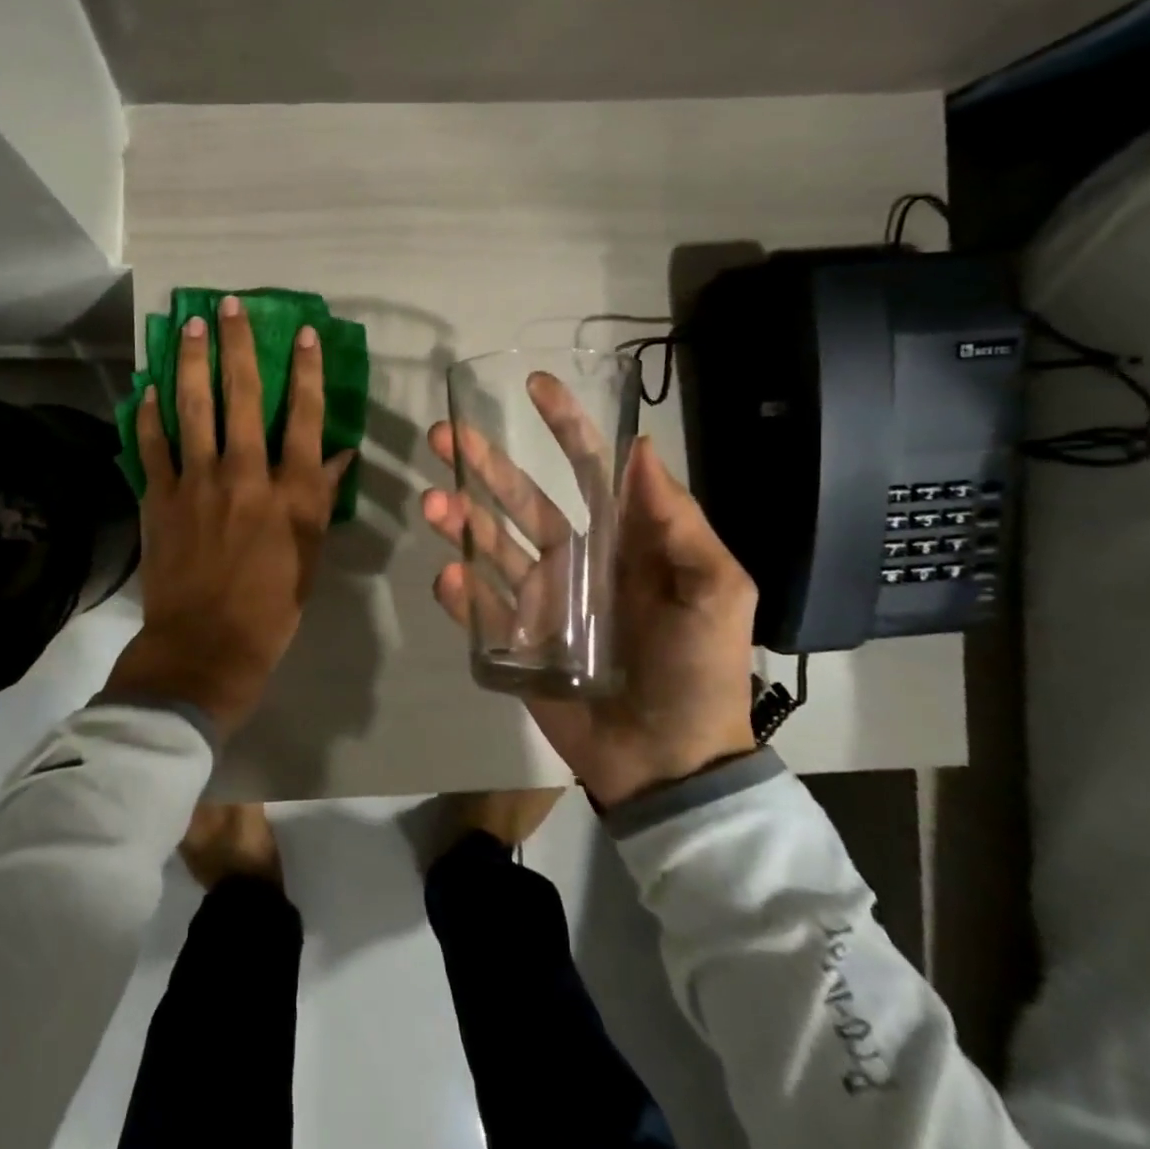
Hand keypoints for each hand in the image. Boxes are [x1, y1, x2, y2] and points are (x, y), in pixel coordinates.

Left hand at [107, 296, 353, 738]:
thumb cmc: (271, 606)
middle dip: (238, 346)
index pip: (304, 417)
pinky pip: (152, 444)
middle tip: (230, 306)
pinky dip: (149, 413)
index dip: (307, 371)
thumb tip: (337, 453)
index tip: (305, 333)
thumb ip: (320, 497)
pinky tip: (148, 386)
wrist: (206, 645)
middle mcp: (245, 474)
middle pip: (243, 396)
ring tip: (190, 325)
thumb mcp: (310, 554)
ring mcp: (197, 482)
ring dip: (192, 362)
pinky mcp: (159, 496)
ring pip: (194, 407)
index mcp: (290, 492)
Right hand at [423, 396, 757, 804]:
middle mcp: (573, 560)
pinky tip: (448, 573)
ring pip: (490, 546)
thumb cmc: (699, 669)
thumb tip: (639, 446)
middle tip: (444, 435)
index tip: (533, 385)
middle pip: (521, 499)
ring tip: (434, 502)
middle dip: (484, 464)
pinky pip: (478, 608)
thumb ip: (679, 520)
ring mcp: (538, 600)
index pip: (587, 469)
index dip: (563, 425)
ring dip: (460, 519)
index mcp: (622, 540)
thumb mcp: (716, 588)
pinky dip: (460, 590)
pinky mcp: (513, 641)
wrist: (670, 763)